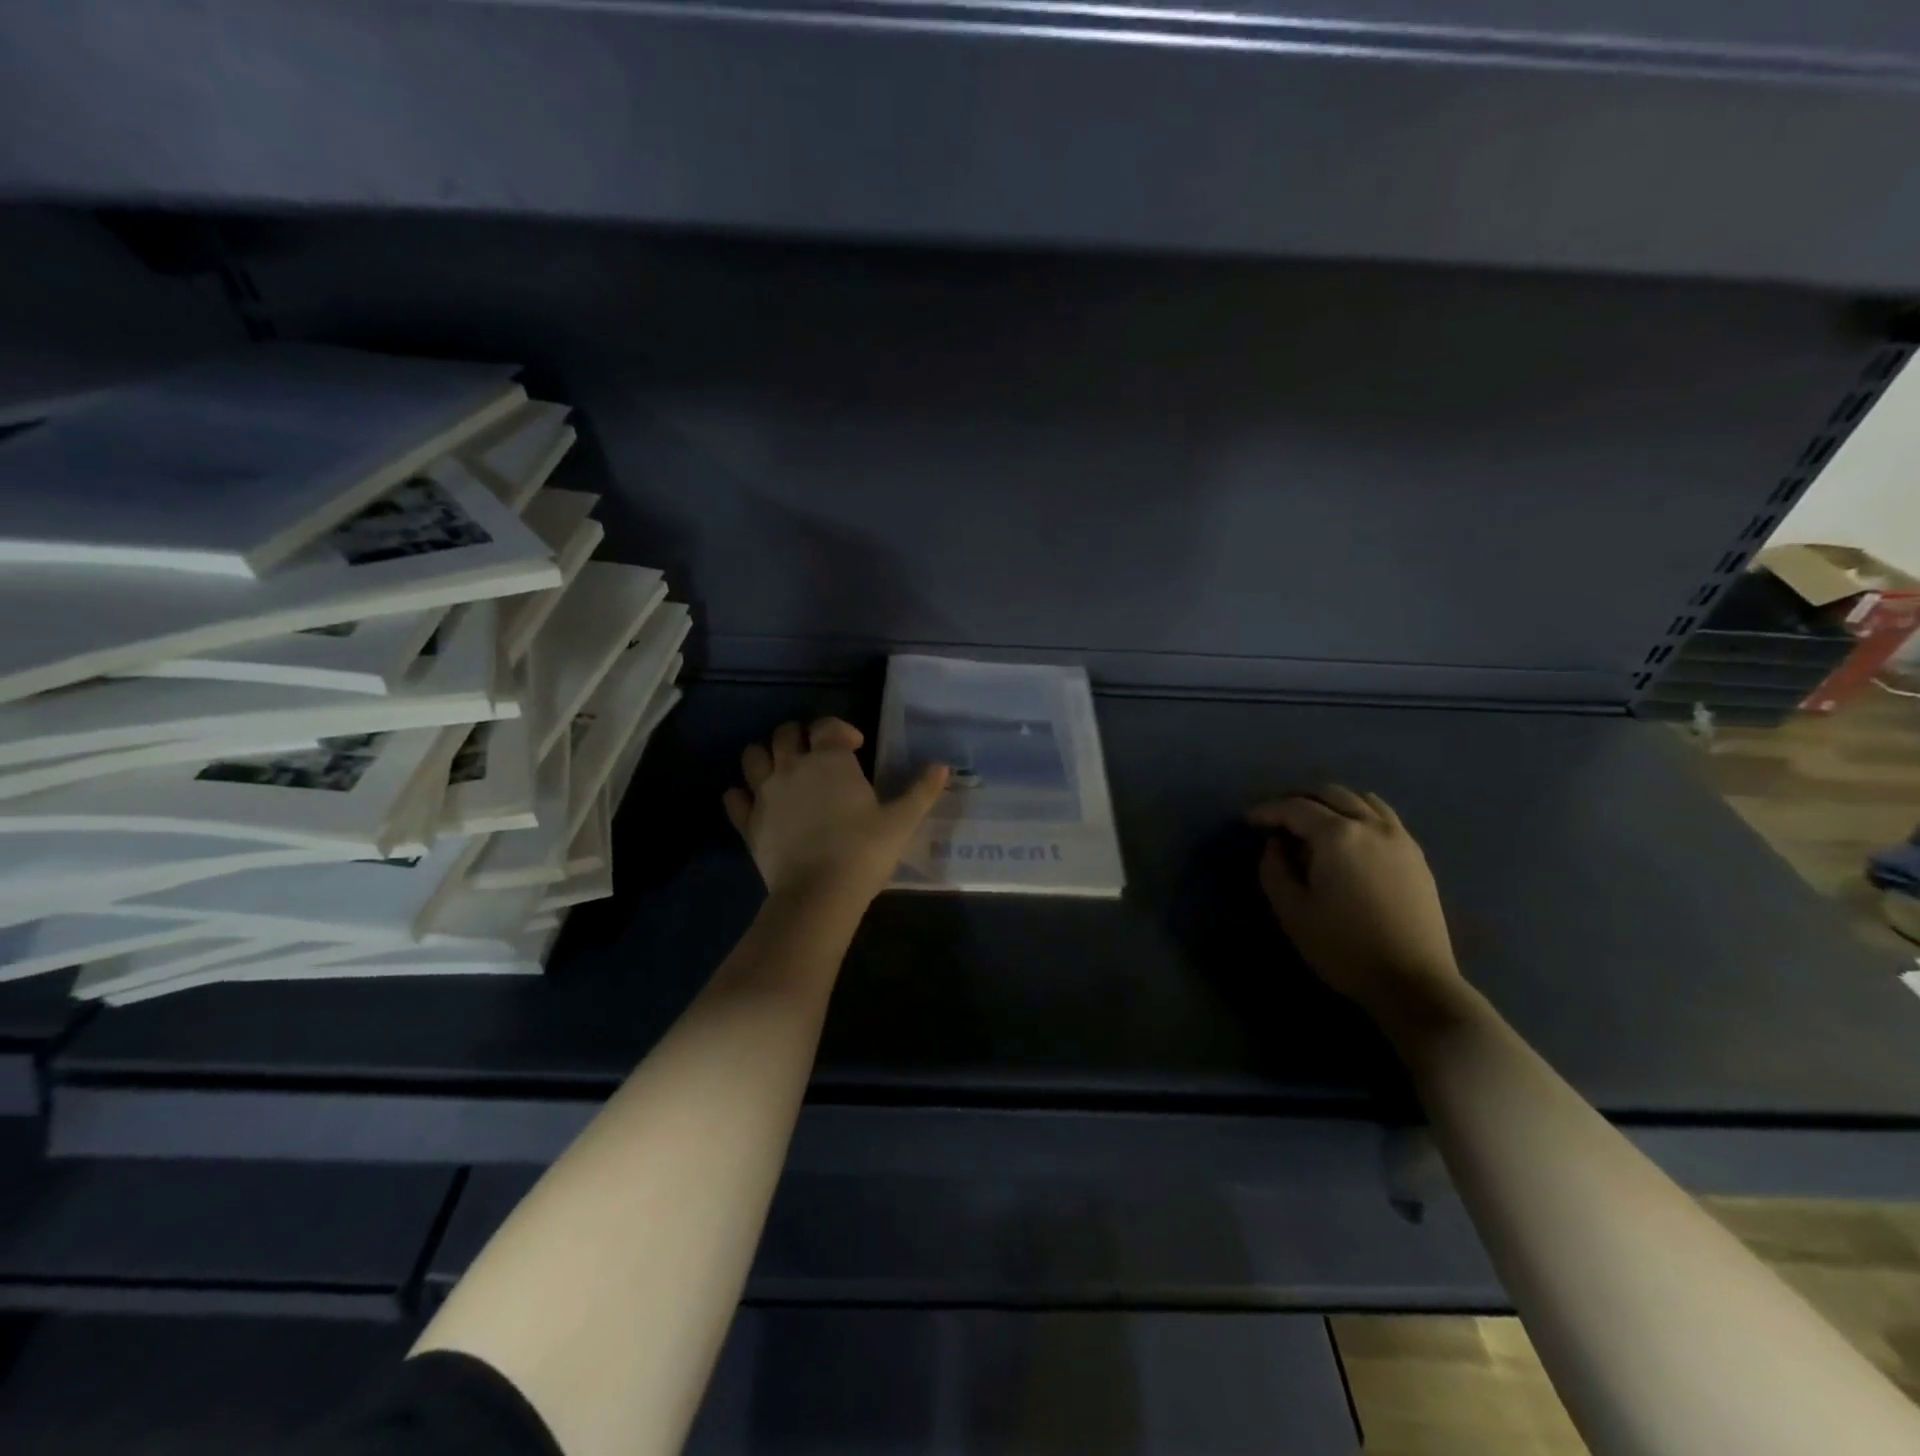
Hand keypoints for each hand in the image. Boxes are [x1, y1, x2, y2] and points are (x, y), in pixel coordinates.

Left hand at [724, 718, 948, 904]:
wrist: (818, 894)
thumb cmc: (864, 851)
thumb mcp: (901, 821)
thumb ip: (921, 790)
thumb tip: (942, 766)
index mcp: (830, 760)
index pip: (827, 725)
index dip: (841, 730)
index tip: (856, 748)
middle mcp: (792, 766)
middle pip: (785, 733)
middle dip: (801, 736)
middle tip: (817, 755)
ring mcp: (765, 793)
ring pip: (752, 756)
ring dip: (765, 756)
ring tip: (782, 771)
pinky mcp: (748, 822)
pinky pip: (734, 798)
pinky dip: (740, 795)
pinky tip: (753, 802)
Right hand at [1249, 786, 1463, 1020]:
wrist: (1413, 982)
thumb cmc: (1343, 947)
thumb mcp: (1292, 911)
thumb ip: (1274, 869)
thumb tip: (1275, 844)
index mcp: (1337, 836)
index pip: (1295, 808)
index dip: (1268, 811)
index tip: (1248, 820)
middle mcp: (1371, 826)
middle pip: (1331, 794)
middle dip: (1299, 800)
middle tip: (1277, 819)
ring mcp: (1400, 839)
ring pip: (1362, 800)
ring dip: (1332, 803)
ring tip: (1313, 822)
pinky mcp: (1416, 856)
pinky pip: (1384, 817)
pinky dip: (1360, 813)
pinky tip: (1349, 836)